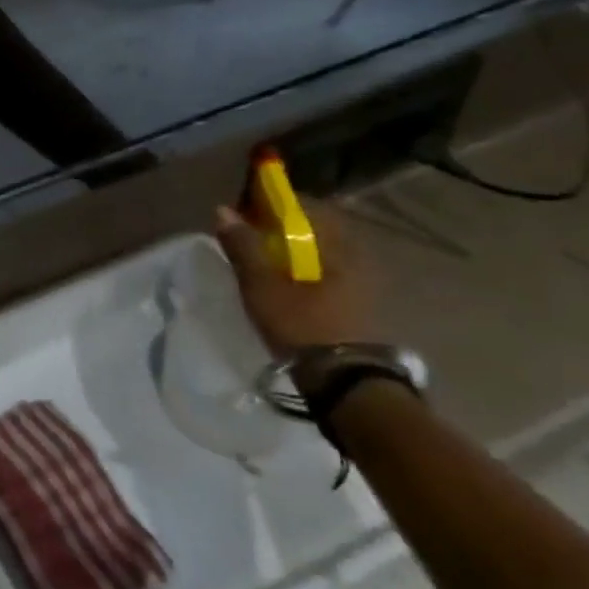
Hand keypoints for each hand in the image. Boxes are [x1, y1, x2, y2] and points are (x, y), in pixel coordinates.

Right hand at [214, 199, 373, 358]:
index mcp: (340, 246)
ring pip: (322, 254)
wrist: (346, 384)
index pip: (306, 207)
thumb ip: (243, 246)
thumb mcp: (262, 285)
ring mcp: (364, 285)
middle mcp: (358, 258)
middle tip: (251, 238)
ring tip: (263, 265)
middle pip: (316, 230)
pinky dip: (304, 272)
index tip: (247, 211)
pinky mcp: (361, 307)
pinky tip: (285, 288)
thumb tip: (223, 210)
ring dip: (294, 253)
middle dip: (283, 230)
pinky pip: (328, 275)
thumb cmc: (303, 325)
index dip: (274, 204)